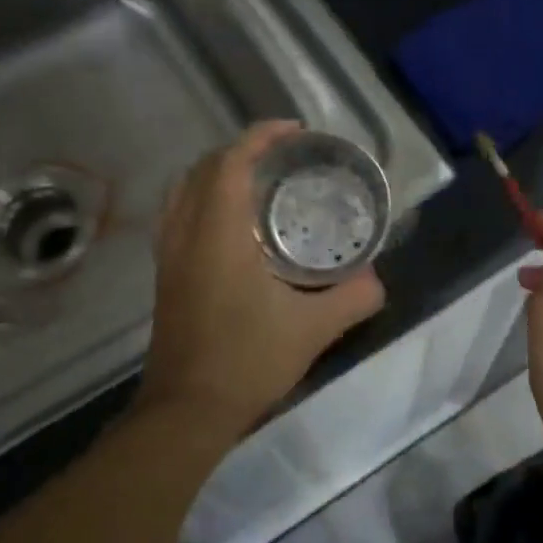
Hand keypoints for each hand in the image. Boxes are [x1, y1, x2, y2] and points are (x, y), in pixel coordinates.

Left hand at [138, 122, 385, 430]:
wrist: (187, 410)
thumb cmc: (248, 361)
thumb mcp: (313, 329)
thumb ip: (353, 298)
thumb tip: (377, 280)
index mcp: (218, 234)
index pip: (232, 163)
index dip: (261, 137)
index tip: (295, 132)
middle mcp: (186, 234)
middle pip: (204, 168)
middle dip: (242, 151)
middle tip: (283, 158)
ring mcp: (169, 256)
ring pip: (184, 191)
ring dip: (218, 174)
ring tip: (257, 184)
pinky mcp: (166, 277)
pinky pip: (178, 216)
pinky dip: (203, 200)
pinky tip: (233, 227)